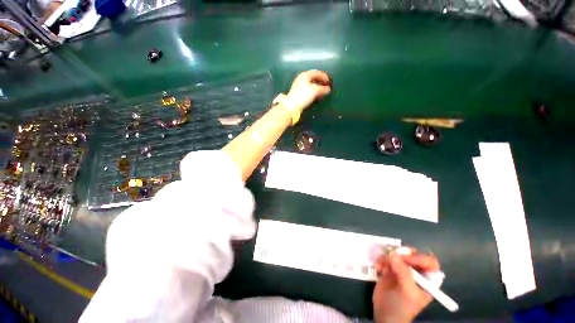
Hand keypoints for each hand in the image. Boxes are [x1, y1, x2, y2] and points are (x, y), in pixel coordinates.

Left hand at [285, 70, 331, 111]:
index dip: (325, 76)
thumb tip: (329, 89)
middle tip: (326, 86)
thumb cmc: (303, 95)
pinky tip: (315, 95)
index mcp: (305, 75)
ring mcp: (298, 85)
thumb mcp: (315, 91)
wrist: (291, 106)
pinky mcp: (297, 93)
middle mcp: (301, 78)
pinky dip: (313, 91)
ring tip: (322, 91)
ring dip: (317, 87)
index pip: (317, 73)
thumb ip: (323, 89)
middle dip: (321, 82)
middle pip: (313, 78)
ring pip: (310, 84)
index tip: (330, 82)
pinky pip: (307, 89)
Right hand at [373, 249, 439, 322]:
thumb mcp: (407, 292)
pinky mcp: (390, 269)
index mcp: (427, 280)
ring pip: (398, 254)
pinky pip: (386, 257)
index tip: (405, 259)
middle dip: (401, 254)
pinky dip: (381, 259)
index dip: (419, 258)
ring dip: (388, 256)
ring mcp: (402, 270)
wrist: (384, 315)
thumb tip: (392, 254)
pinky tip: (378, 267)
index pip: (429, 262)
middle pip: (412, 254)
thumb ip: (403, 273)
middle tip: (392, 256)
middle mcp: (416, 272)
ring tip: (382, 264)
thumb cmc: (402, 307)